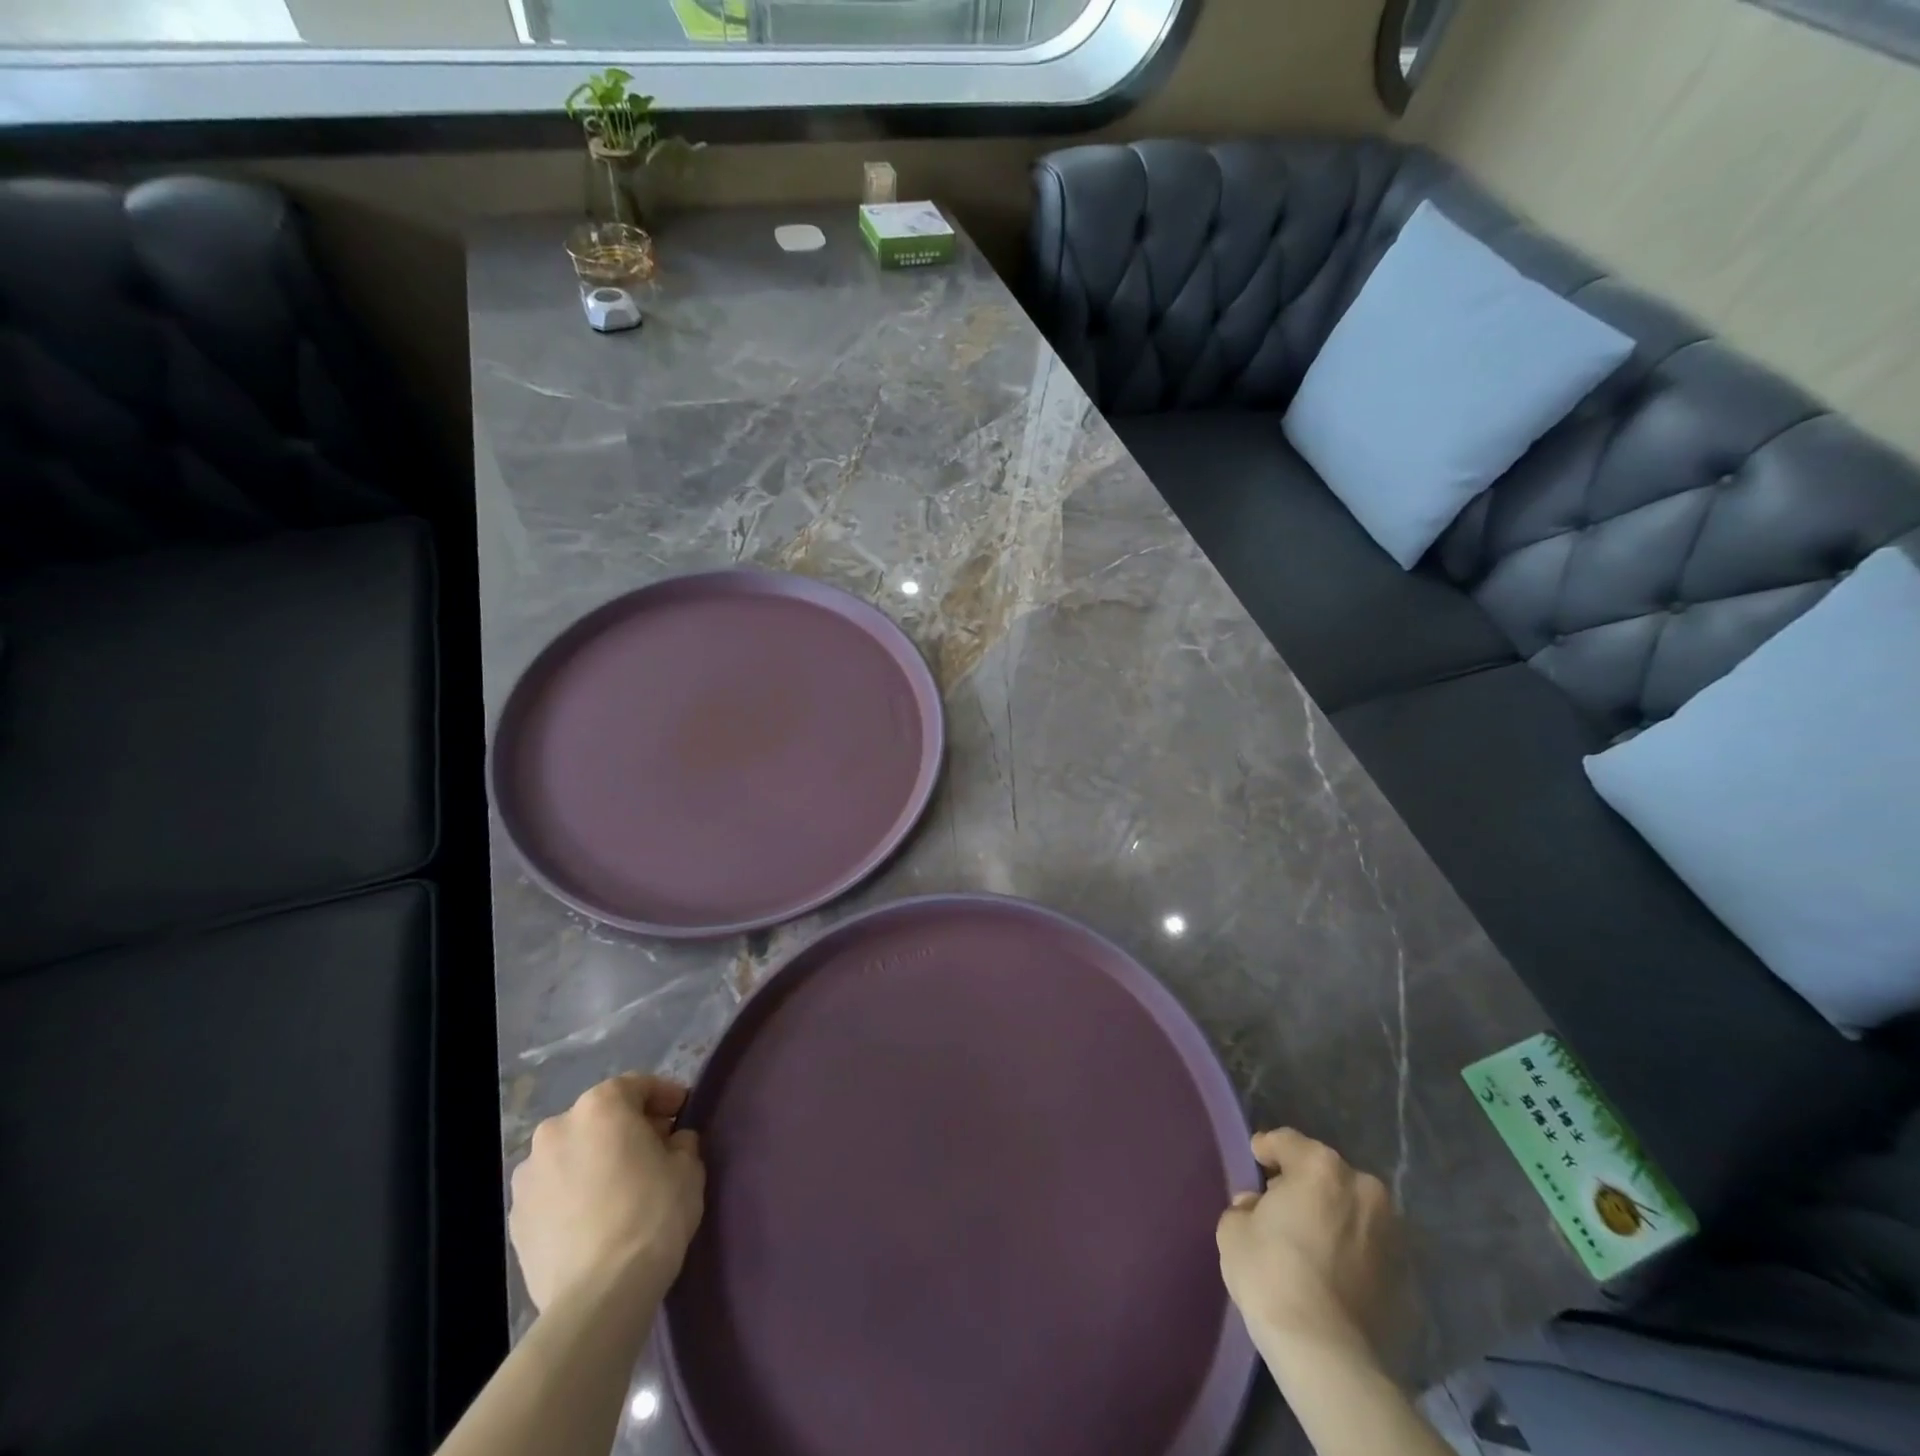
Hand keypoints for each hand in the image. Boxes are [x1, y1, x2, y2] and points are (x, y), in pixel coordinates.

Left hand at [509, 1074, 705, 1313]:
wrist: (600, 1295)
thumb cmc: (652, 1213)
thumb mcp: (688, 1167)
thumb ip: (680, 1143)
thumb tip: (671, 1144)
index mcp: (599, 1107)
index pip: (637, 1086)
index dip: (664, 1096)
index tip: (682, 1113)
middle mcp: (556, 1130)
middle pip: (599, 1118)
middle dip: (626, 1128)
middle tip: (654, 1150)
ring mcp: (528, 1177)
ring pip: (572, 1154)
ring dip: (595, 1161)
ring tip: (620, 1189)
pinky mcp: (515, 1220)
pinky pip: (554, 1192)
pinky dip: (573, 1194)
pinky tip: (595, 1219)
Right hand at [1215, 1129, 1402, 1372]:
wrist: (1327, 1355)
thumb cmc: (1272, 1275)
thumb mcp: (1234, 1229)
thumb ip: (1245, 1206)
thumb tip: (1257, 1207)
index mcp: (1320, 1166)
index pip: (1286, 1141)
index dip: (1265, 1149)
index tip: (1255, 1162)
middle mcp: (1363, 1188)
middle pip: (1324, 1173)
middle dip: (1303, 1184)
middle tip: (1281, 1206)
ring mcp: (1392, 1233)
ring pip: (1352, 1210)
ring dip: (1333, 1217)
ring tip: (1311, 1243)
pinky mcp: (1407, 1276)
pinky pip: (1369, 1249)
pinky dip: (1353, 1252)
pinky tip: (1333, 1273)